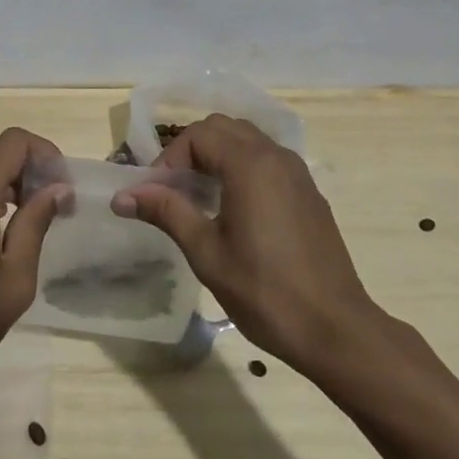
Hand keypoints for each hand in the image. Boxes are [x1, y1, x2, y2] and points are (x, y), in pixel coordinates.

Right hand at [116, 114, 379, 375]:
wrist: (336, 330)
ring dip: (217, 156)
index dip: (170, 159)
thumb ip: (166, 212)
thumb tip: (122, 196)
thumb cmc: (264, 291)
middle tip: (173, 190)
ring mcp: (297, 173)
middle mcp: (276, 156)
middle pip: (222, 128)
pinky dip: (242, 167)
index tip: (156, 195)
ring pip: (247, 140)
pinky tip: (234, 209)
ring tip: (199, 197)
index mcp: (250, 164)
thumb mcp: (206, 252)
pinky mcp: (309, 193)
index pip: (198, 135)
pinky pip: (267, 160)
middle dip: (191, 150)